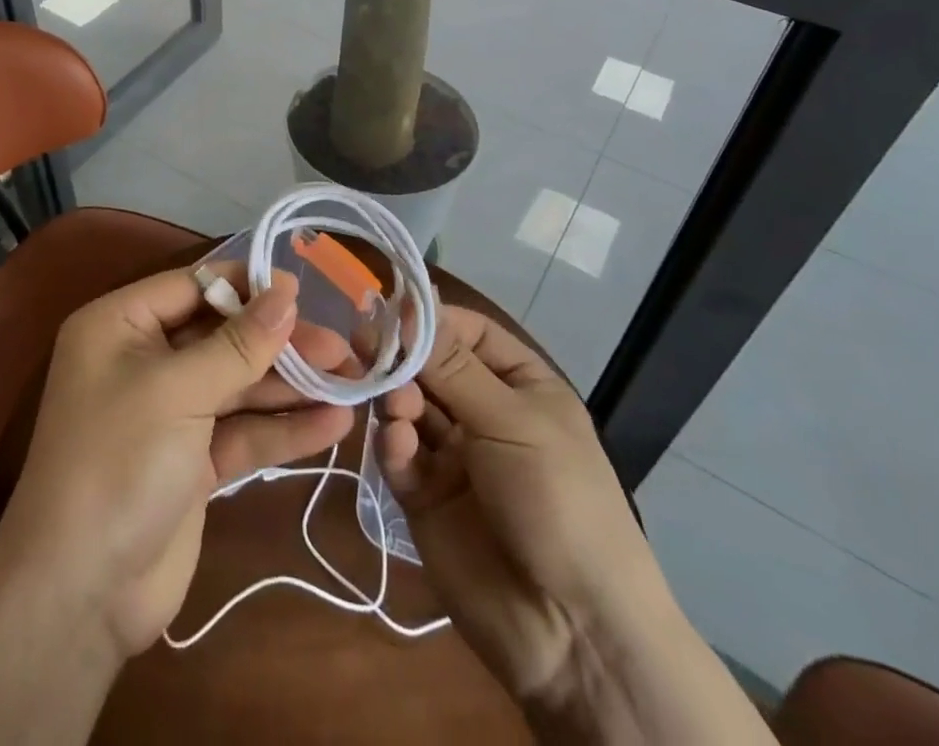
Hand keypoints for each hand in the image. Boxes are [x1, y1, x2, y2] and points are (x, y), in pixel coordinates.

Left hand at [0, 265, 354, 660]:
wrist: (80, 595)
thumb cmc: (119, 462)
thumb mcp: (178, 391)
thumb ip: (238, 344)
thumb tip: (285, 292)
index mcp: (121, 325)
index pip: (192, 287)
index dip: (247, 287)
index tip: (302, 291)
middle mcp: (144, 360)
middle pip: (222, 336)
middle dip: (279, 343)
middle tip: (340, 346)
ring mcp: (170, 414)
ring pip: (238, 385)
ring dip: (291, 385)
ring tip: (352, 379)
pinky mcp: (193, 462)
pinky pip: (242, 431)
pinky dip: (283, 428)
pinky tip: (334, 424)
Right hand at [378, 305, 663, 710]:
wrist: (572, 632)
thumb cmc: (558, 500)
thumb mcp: (511, 421)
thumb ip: (451, 365)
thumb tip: (406, 304)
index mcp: (520, 387)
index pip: (466, 332)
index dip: (429, 320)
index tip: (389, 310)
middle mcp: (484, 413)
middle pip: (429, 367)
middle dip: (402, 358)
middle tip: (365, 346)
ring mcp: (453, 456)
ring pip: (408, 406)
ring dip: (396, 398)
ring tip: (394, 407)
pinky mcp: (425, 496)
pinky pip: (400, 455)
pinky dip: (393, 444)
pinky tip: (398, 446)